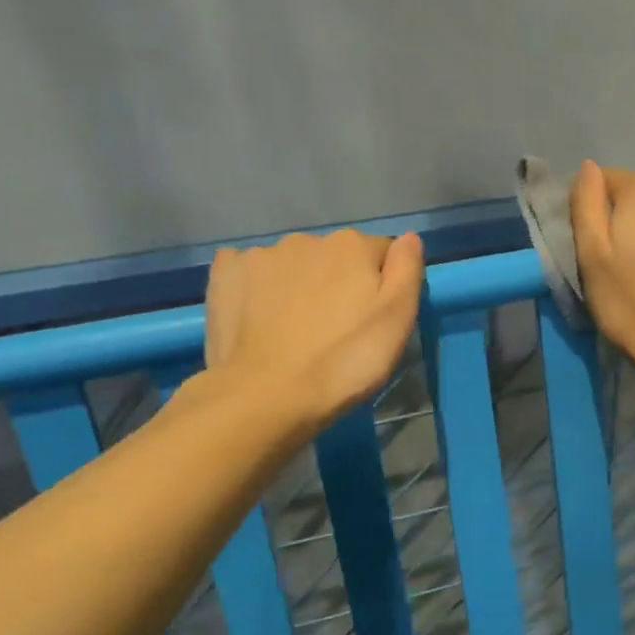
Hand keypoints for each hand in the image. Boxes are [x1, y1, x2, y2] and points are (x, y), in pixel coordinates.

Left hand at [203, 230, 424, 429]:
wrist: (266, 396)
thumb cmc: (343, 362)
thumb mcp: (396, 322)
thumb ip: (407, 271)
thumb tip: (408, 238)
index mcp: (353, 246)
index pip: (380, 253)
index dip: (382, 285)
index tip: (373, 320)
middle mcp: (307, 239)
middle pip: (334, 257)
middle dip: (338, 283)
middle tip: (335, 330)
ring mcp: (261, 255)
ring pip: (293, 265)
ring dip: (298, 285)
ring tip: (294, 330)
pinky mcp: (226, 274)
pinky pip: (250, 271)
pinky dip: (257, 287)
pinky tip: (258, 317)